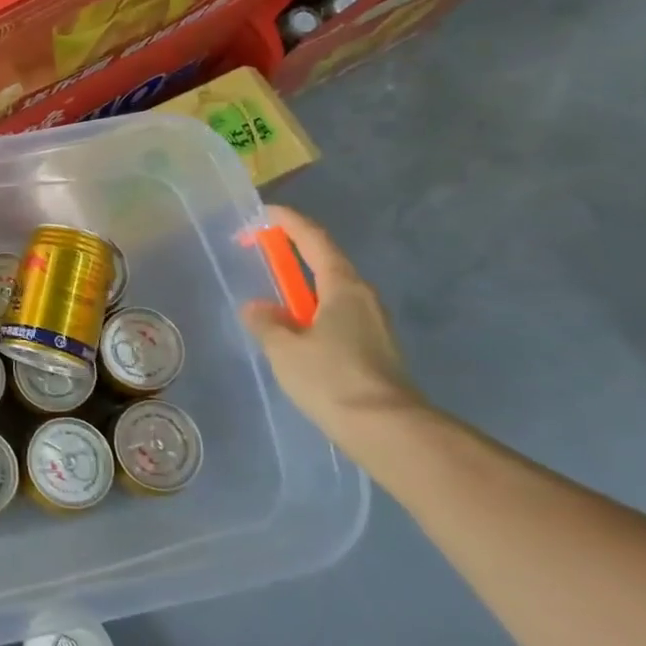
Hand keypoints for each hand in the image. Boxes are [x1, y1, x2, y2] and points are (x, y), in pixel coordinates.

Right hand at [242, 206, 430, 453]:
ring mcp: (373, 324)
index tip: (263, 214)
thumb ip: (266, 322)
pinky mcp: (374, 349)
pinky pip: (336, 316)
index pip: (313, 239)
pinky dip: (312, 312)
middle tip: (261, 253)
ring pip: (331, 292)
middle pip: (326, 262)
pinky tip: (295, 333)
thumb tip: (258, 307)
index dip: (288, 222)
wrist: (387, 431)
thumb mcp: (284, 349)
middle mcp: (363, 297)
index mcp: (342, 286)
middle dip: (294, 253)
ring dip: (303, 287)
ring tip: (273, 298)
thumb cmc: (331, 378)